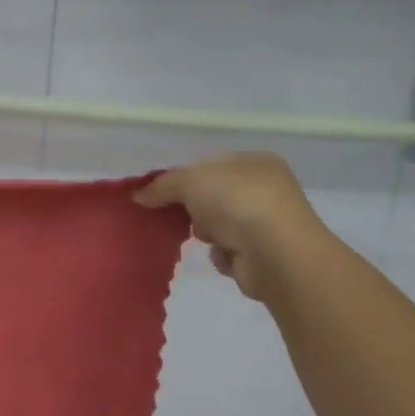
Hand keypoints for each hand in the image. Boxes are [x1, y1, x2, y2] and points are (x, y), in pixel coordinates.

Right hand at [133, 152, 331, 301]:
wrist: (276, 254)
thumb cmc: (237, 202)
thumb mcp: (190, 181)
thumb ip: (162, 185)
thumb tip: (138, 195)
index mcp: (255, 161)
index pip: (210, 164)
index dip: (183, 176)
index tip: (160, 190)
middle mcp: (267, 188)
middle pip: (212, 195)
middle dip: (194, 207)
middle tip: (178, 214)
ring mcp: (268, 222)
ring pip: (218, 224)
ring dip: (206, 232)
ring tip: (208, 238)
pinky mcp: (264, 254)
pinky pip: (228, 250)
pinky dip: (221, 254)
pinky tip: (226, 254)